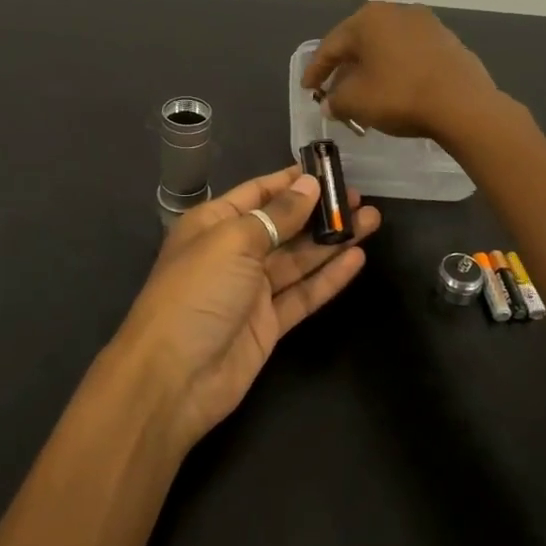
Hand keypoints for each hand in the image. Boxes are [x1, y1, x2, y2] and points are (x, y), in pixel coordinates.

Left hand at [111, 167, 379, 446]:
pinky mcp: (268, 324)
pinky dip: (328, 277)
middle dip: (319, 210)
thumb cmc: (197, 292)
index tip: (328, 168)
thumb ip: (276, 214)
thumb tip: (308, 185)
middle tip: (358, 197)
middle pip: (283, 225)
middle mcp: (233, 252)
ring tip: (372, 220)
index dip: (291, 181)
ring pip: (298, 258)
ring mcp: (251, 290)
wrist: (173, 377)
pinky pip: (303, 294)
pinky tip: (357, 259)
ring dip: (332, 240)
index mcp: (213, 224)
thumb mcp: (234, 241)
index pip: (258, 192)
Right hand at [301, 3, 498, 140]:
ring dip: (372, 69)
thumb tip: (331, 103)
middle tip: (333, 90)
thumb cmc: (399, 96)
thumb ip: (335, 100)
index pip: (331, 46)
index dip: (316, 70)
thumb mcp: (355, 102)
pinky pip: (411, 54)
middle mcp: (396, 11)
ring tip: (365, 92)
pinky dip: (397, 69)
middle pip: (360, 43)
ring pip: (387, 47)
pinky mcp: (448, 41)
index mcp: (368, 19)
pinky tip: (396, 89)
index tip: (307, 90)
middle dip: (345, 68)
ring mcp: (426, 24)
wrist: (463, 104)